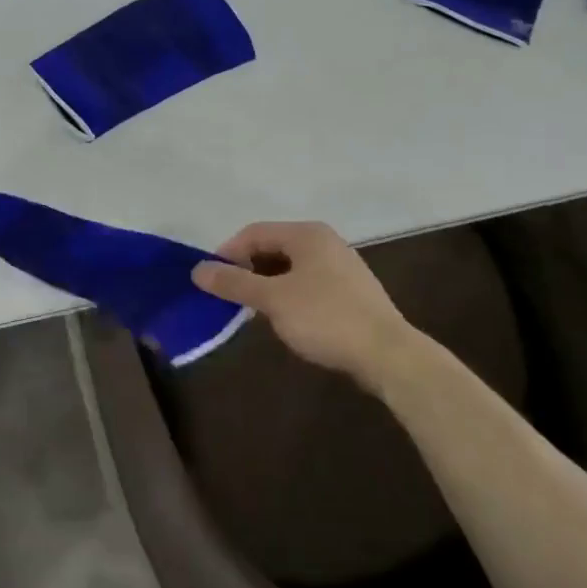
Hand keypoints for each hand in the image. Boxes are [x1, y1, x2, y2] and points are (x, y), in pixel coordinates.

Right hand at [193, 221, 417, 385]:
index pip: (254, 232)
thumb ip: (234, 283)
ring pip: (290, 268)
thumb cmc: (326, 318)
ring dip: (266, 284)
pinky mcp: (350, 291)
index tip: (210, 280)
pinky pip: (307, 284)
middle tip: (229, 296)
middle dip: (247, 270)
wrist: (388, 355)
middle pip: (272, 247)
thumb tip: (198, 269)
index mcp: (307, 234)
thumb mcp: (273, 300)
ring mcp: (341, 266)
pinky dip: (288, 295)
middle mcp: (324, 241)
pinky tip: (284, 319)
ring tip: (253, 310)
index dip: (228, 253)